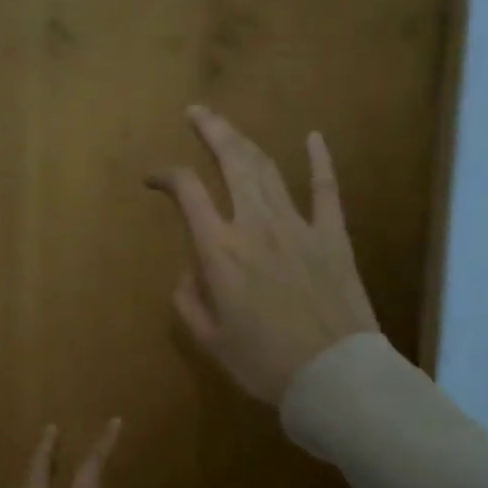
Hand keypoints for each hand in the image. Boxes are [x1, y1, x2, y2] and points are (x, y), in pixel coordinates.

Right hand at [147, 106, 379, 406]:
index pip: (187, 193)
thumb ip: (189, 300)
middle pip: (230, 162)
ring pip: (268, 169)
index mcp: (219, 251)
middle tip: (196, 112)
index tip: (153, 179)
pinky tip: (313, 137)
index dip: (166, 176)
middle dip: (210, 131)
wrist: (333, 375)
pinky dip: (319, 160)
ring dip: (245, 140)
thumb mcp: (210, 339)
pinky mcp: (332, 235)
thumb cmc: (263, 363)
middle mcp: (255, 225)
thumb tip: (190, 271)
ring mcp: (298, 226)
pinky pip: (326, 189)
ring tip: (228, 124)